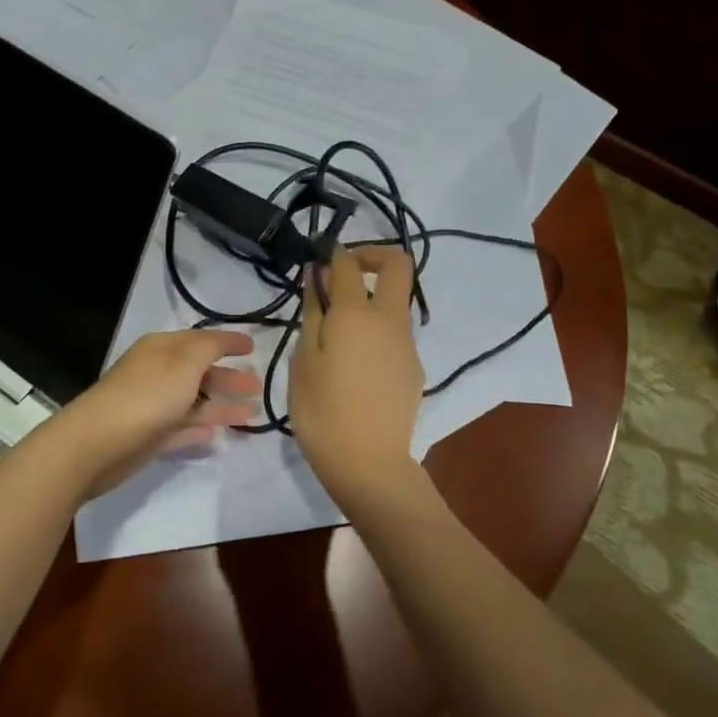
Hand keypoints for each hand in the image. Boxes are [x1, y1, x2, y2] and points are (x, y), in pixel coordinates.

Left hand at [56, 330, 262, 495]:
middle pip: (199, 372)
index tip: (254, 348)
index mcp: (162, 349)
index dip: (227, 342)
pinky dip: (199, 428)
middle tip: (258, 386)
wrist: (98, 443)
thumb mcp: (185, 362)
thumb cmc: (147, 395)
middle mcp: (158, 373)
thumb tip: (225, 340)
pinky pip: (181, 427)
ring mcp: (153, 406)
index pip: (201, 340)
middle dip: (228, 377)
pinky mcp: (150, 437)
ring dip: (221, 406)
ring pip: (194, 402)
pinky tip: (217, 434)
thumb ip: (209, 348)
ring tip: (252, 413)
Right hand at [289, 245, 427, 511]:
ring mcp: (407, 344)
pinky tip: (353, 362)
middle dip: (372, 255)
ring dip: (371, 298)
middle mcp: (389, 320)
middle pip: (398, 265)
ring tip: (337, 331)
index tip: (317, 259)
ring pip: (396, 301)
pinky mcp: (414, 367)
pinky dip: (376, 329)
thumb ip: (313, 312)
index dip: (332, 253)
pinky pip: (395, 333)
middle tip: (342, 273)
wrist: (368, 463)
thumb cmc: (321, 409)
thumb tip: (318, 277)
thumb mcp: (303, 359)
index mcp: (356, 314)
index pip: (347, 264)